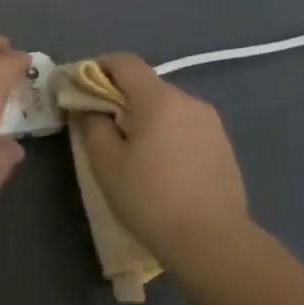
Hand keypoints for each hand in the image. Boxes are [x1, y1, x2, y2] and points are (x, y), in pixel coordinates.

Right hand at [73, 53, 253, 269]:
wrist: (213, 242)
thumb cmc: (151, 198)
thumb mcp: (106, 163)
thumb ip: (92, 125)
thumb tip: (88, 107)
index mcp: (159, 99)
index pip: (125, 62)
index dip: (98, 68)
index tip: (81, 90)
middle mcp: (189, 101)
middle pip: (146, 85)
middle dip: (120, 98)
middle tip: (101, 128)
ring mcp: (211, 124)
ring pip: (167, 107)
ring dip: (145, 118)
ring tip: (132, 152)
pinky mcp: (223, 146)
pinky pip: (185, 127)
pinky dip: (167, 135)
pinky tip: (161, 167)